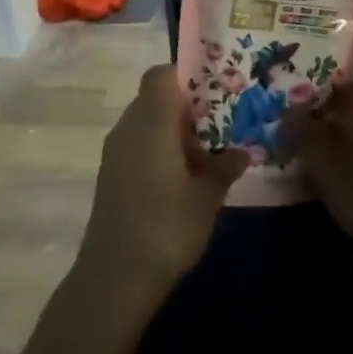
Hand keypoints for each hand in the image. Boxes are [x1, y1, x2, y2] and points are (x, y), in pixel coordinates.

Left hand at [79, 64, 247, 295]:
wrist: (114, 279)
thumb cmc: (166, 227)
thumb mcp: (207, 197)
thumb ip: (225, 168)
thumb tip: (242, 152)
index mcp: (152, 120)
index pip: (162, 74)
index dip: (187, 76)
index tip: (215, 93)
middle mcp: (128, 127)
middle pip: (155, 97)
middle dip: (187, 107)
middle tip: (219, 125)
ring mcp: (115, 152)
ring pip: (146, 122)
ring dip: (172, 131)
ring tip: (205, 156)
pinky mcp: (109, 175)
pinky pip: (137, 145)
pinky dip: (158, 150)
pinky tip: (181, 180)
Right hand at [282, 79, 352, 271]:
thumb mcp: (326, 155)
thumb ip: (304, 131)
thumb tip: (287, 107)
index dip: (337, 88)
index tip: (307, 96)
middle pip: (350, 126)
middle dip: (321, 130)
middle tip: (283, 138)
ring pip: (350, 159)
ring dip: (324, 166)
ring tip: (287, 174)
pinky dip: (333, 196)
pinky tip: (311, 208)